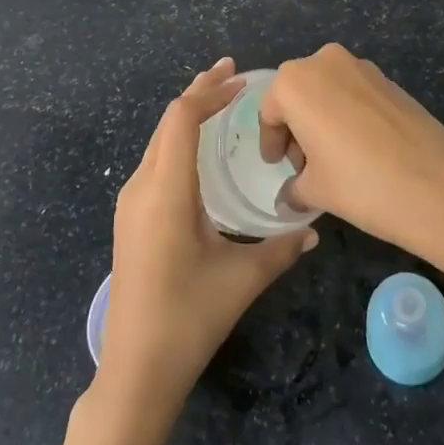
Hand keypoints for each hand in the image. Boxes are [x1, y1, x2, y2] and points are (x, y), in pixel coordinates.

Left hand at [98, 58, 317, 416]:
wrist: (134, 370)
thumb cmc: (189, 318)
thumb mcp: (242, 279)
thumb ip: (281, 249)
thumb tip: (313, 229)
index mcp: (166, 190)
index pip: (182, 118)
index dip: (210, 92)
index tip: (242, 81)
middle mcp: (142, 186)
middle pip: (167, 121)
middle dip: (199, 91)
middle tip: (233, 74)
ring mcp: (131, 201)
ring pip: (158, 139)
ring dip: (187, 114)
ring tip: (219, 100)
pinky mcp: (130, 217)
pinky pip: (155, 159)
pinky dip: (178, 139)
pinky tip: (200, 149)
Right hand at [259, 44, 443, 251]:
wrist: (437, 183)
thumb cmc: (360, 183)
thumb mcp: (315, 191)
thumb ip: (294, 188)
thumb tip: (290, 195)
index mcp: (295, 82)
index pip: (269, 111)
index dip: (271, 142)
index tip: (277, 166)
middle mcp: (324, 61)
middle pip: (297, 94)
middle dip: (296, 127)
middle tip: (304, 165)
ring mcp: (361, 66)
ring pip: (327, 90)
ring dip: (322, 118)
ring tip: (333, 159)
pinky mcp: (389, 79)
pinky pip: (354, 93)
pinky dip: (347, 114)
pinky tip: (361, 149)